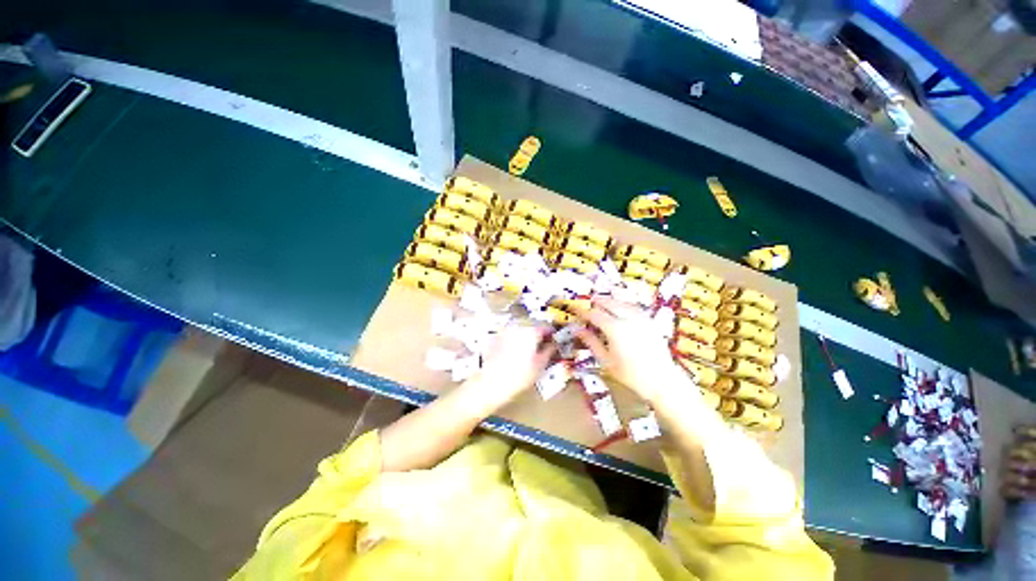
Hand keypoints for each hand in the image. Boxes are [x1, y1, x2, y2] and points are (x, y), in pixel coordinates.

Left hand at [467, 325, 554, 410]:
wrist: (492, 382)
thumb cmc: (518, 375)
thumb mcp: (540, 364)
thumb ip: (549, 351)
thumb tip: (553, 345)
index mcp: (531, 331)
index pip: (546, 327)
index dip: (552, 334)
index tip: (554, 339)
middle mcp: (518, 327)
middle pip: (532, 327)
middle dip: (538, 335)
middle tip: (543, 345)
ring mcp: (505, 332)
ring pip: (520, 330)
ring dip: (526, 337)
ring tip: (529, 350)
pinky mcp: (496, 338)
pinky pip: (510, 336)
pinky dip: (515, 341)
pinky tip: (515, 352)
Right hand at [577, 297, 688, 403]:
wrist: (662, 380)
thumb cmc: (630, 374)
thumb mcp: (605, 360)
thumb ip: (591, 342)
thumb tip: (577, 330)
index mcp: (615, 329)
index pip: (594, 314)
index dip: (583, 311)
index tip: (575, 310)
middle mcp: (628, 319)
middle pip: (609, 303)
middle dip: (597, 301)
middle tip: (588, 303)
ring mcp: (641, 318)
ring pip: (622, 302)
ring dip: (610, 300)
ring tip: (602, 302)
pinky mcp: (650, 322)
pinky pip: (634, 307)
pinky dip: (624, 304)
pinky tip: (621, 307)